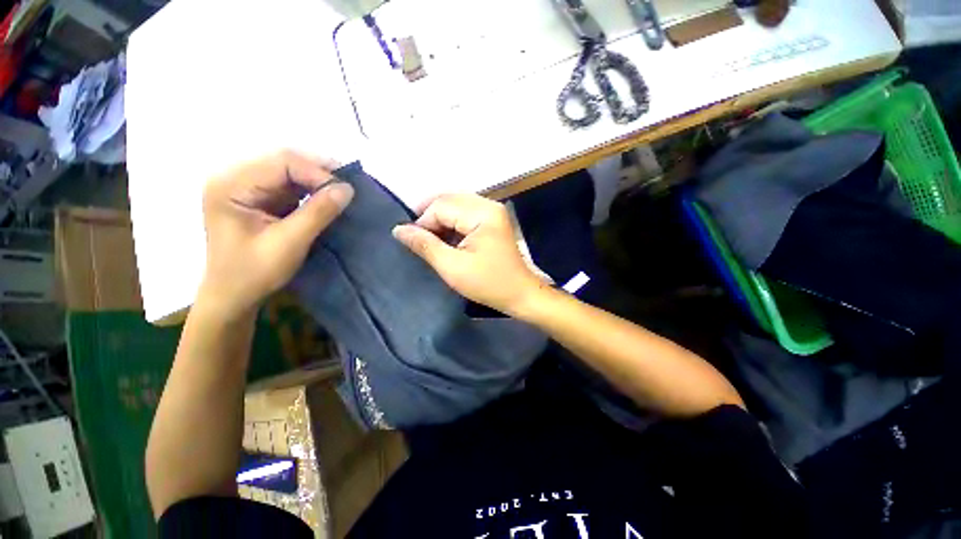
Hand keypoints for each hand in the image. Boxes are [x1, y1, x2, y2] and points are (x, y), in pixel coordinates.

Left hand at [198, 151, 353, 318]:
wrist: (234, 296)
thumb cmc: (253, 273)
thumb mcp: (289, 243)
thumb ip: (317, 213)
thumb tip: (347, 189)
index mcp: (231, 185)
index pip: (281, 162)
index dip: (317, 172)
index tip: (346, 191)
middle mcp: (236, 178)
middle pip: (285, 162)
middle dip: (320, 173)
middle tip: (349, 188)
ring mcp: (247, 188)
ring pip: (290, 172)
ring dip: (318, 182)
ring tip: (343, 193)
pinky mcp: (260, 199)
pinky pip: (291, 186)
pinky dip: (312, 191)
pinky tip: (328, 199)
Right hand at [392, 194, 544, 315]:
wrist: (520, 294)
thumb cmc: (488, 284)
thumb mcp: (452, 267)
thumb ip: (425, 245)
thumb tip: (399, 229)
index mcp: (482, 213)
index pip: (441, 206)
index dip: (423, 223)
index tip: (414, 244)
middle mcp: (489, 205)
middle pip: (448, 201)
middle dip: (430, 219)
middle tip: (418, 240)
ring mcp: (493, 211)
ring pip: (456, 206)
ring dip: (440, 221)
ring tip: (431, 241)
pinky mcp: (493, 221)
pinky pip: (465, 214)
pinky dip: (452, 224)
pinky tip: (446, 239)